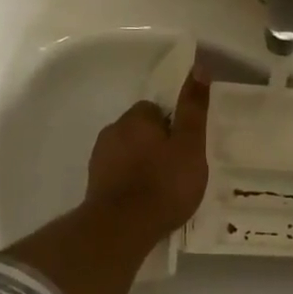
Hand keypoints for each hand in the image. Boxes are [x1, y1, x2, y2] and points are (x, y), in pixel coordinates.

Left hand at [83, 70, 211, 243]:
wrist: (121, 227)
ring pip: (127, 153)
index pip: (155, 109)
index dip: (172, 126)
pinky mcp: (94, 184)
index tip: (185, 147)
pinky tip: (144, 201)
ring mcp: (99, 159)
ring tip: (163, 189)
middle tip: (178, 169)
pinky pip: (118, 175)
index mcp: (135, 118)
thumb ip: (193, 108)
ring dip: (142, 164)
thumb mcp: (189, 145)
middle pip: (139, 131)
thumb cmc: (163, 184)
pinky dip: (130, 183)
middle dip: (155, 145)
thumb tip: (198, 66)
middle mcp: (112, 131)